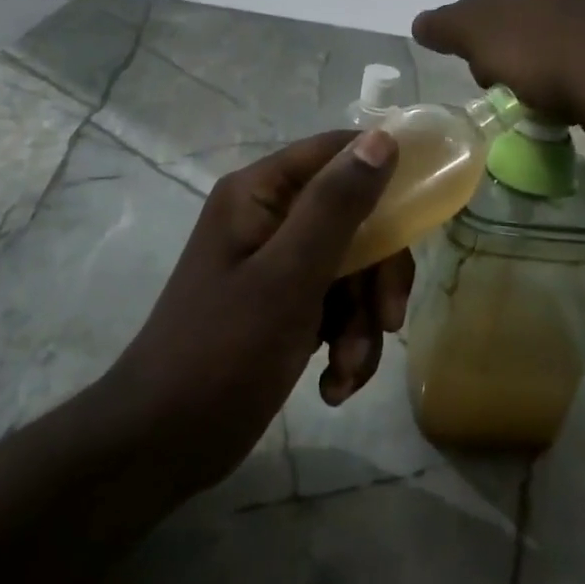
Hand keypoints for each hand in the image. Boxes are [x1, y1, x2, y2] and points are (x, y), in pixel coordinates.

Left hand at [105, 130, 413, 493]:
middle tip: (388, 319)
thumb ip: (336, 206)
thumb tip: (383, 139)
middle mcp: (267, 217)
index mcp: (259, 193)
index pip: (335, 152)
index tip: (423, 212)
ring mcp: (274, 263)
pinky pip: (334, 306)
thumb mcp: (288, 277)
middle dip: (376, 275)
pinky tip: (333, 386)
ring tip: (345, 373)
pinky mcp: (281, 306)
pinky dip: (343, 343)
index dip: (383, 173)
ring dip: (361, 322)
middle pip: (353, 218)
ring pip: (351, 269)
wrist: (160, 444)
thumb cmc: (221, 353)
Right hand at [413, 0, 584, 138]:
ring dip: (546, 75)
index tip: (489, 76)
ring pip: (555, 46)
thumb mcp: (475, 33)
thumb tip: (419, 23)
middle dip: (513, 61)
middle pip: (520, 28)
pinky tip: (582, 100)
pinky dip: (579, 81)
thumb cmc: (539, 48)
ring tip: (553, 102)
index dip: (480, 46)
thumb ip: (444, 25)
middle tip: (519, 90)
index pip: (486, 9)